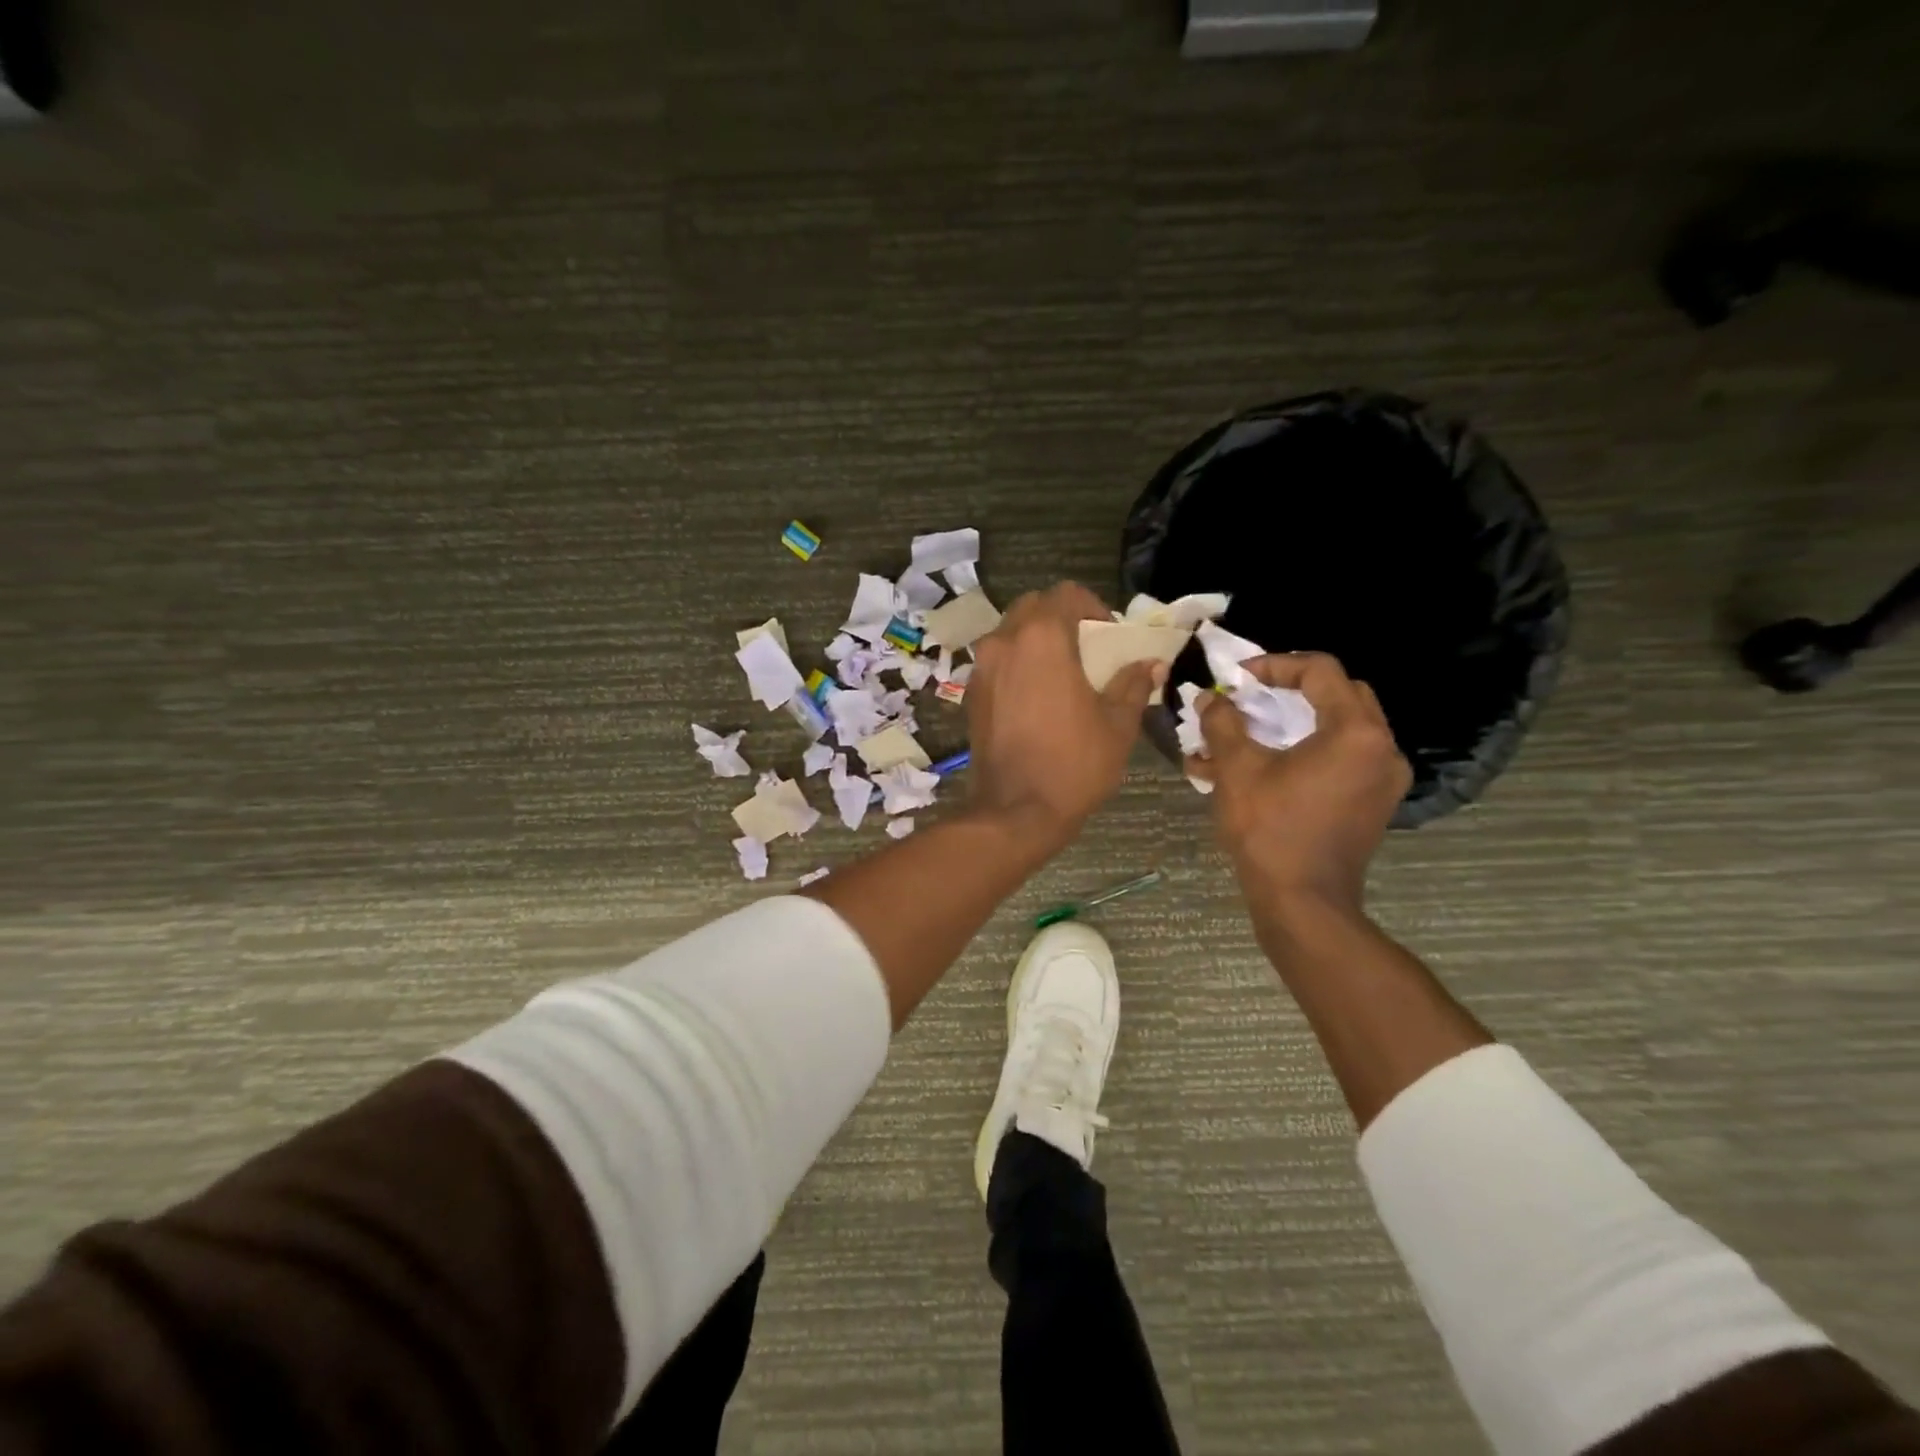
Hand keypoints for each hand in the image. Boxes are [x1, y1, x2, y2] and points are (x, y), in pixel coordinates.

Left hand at [965, 582, 1162, 843]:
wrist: (1015, 811)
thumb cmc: (1073, 764)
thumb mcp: (1117, 724)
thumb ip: (1132, 685)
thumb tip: (1151, 664)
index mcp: (1042, 638)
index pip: (1067, 593)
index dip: (1093, 606)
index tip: (1109, 635)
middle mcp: (1004, 642)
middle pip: (1033, 607)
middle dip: (1061, 618)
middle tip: (1086, 648)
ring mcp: (981, 668)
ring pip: (1010, 632)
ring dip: (1036, 640)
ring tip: (1061, 672)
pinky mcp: (971, 694)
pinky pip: (996, 661)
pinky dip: (1017, 664)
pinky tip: (1036, 695)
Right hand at [1188, 653, 1411, 910]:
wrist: (1303, 903)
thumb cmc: (1271, 830)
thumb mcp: (1237, 770)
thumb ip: (1223, 724)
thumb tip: (1210, 698)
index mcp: (1355, 732)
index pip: (1320, 671)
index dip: (1275, 665)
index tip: (1238, 678)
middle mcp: (1381, 749)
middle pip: (1338, 695)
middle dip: (1289, 692)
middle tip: (1251, 698)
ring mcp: (1382, 779)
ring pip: (1337, 730)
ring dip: (1292, 726)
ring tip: (1244, 738)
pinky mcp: (1372, 804)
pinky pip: (1340, 761)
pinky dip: (1304, 754)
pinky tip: (1261, 769)